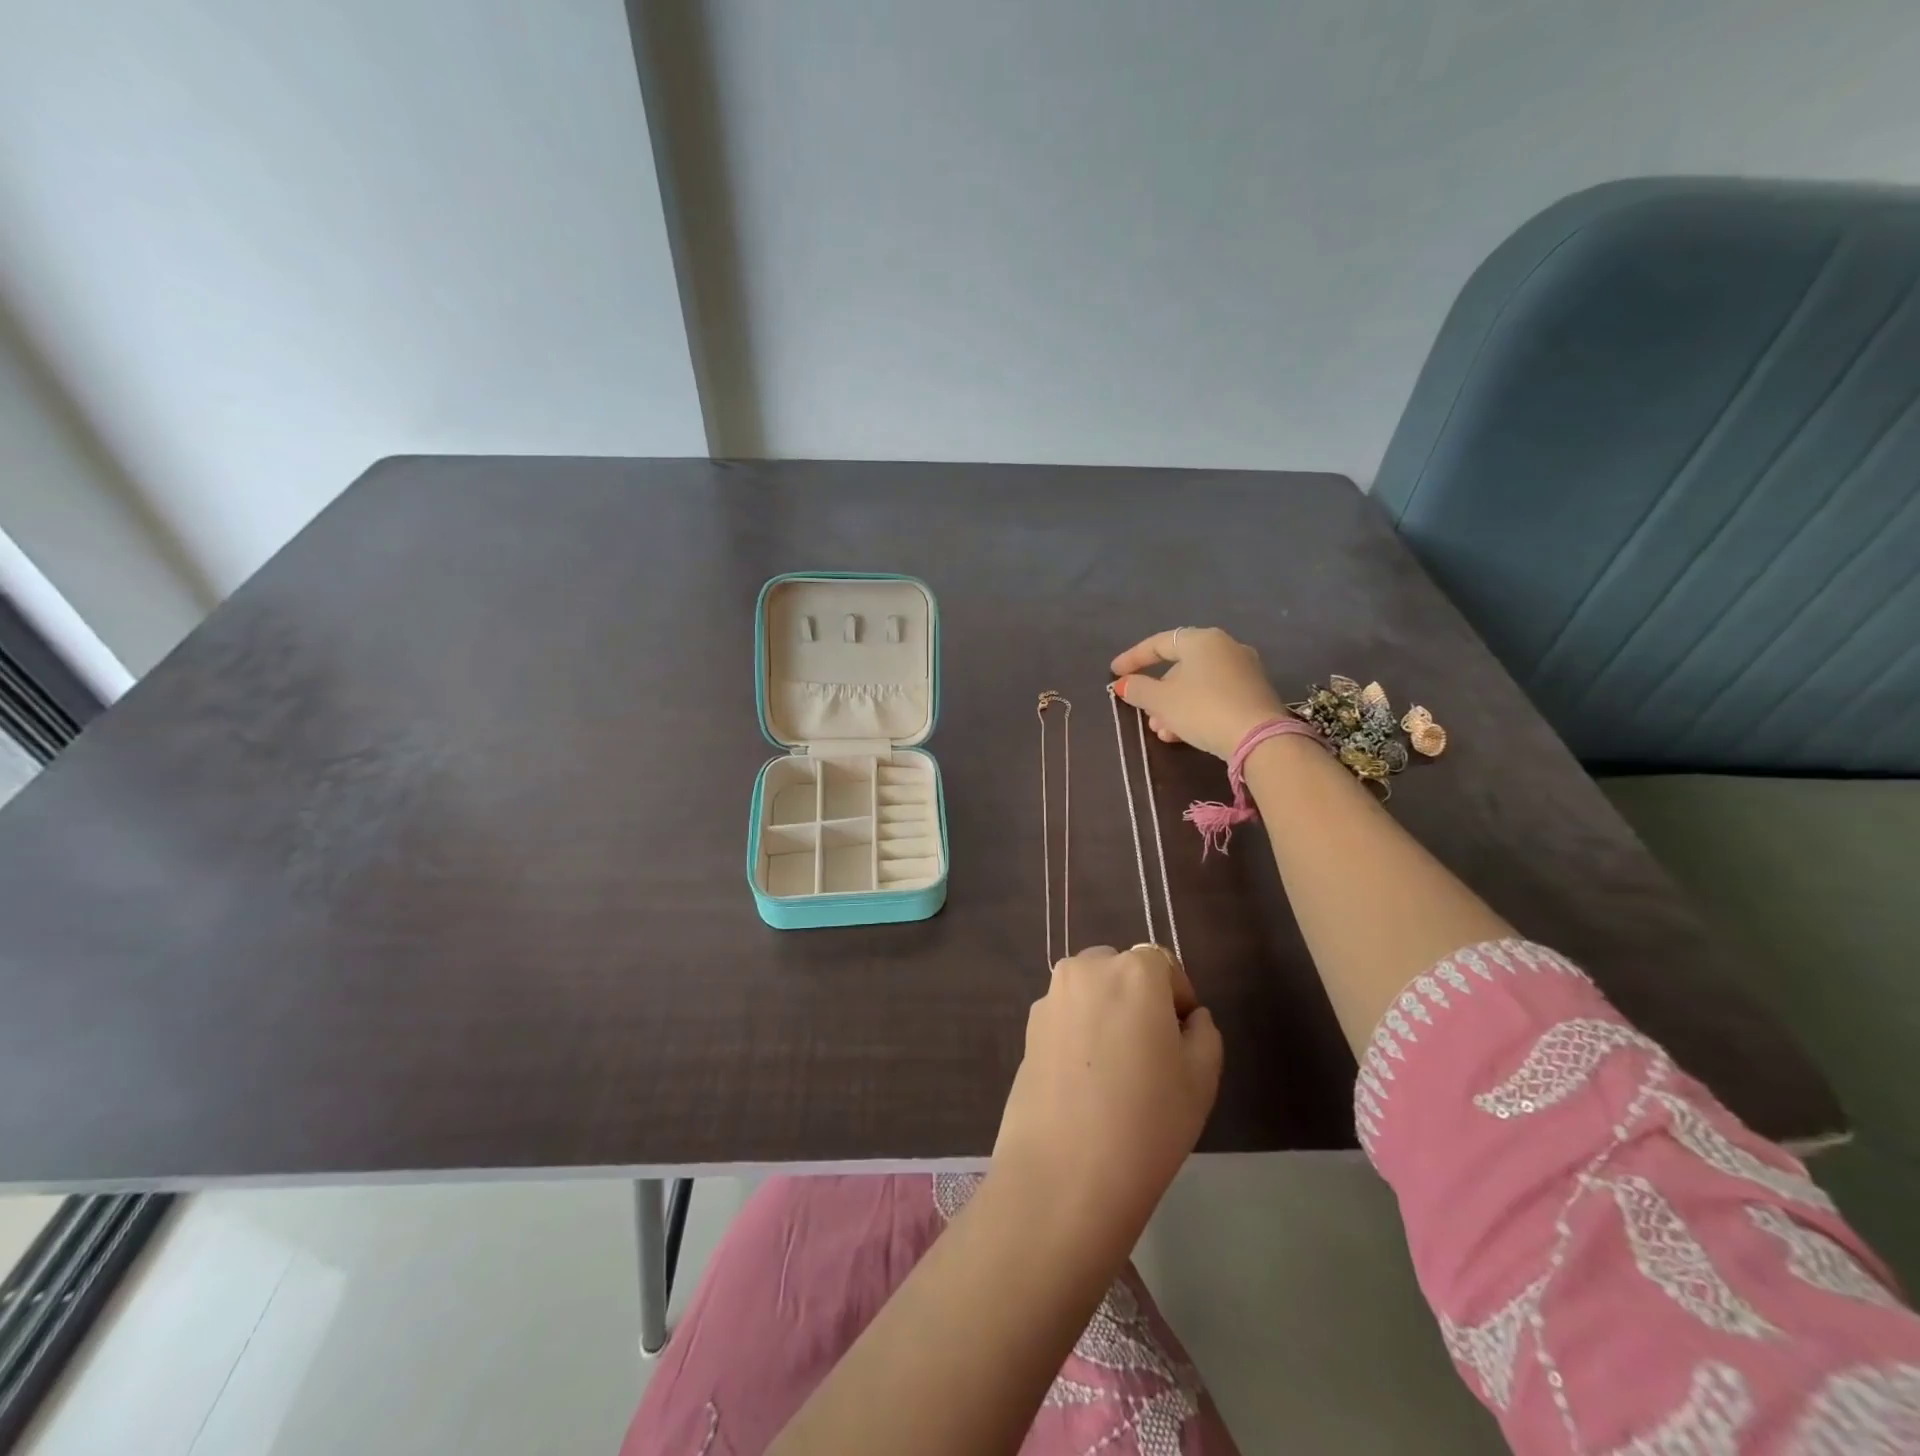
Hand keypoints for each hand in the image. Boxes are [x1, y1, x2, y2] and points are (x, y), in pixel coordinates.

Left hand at [991, 945, 1222, 1258]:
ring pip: (1090, 990)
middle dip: (1138, 999)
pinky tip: (1084, 1080)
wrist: (1065, 1171)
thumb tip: (1190, 1018)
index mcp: (1134, 971)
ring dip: (1105, 1011)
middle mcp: (1088, 968)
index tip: (1181, 1039)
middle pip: (1121, 970)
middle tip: (1149, 1053)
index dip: (1178, 998)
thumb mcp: (1201, 1079)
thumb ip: (1204, 1033)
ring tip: (1114, 1069)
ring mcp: (1052, 996)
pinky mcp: (1028, 1026)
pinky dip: (1078, 1032)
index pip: (1164, 965)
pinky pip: (1065, 1015)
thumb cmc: (1148, 1121)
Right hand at [1111, 626, 1288, 760]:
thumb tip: (1123, 684)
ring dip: (1174, 706)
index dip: (1133, 658)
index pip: (1159, 644)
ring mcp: (1245, 670)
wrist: (1259, 738)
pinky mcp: (1255, 693)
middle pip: (1180, 666)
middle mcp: (1226, 647)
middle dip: (1158, 692)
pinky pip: (1215, 696)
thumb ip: (1138, 689)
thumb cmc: (1203, 709)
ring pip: (1197, 685)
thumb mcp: (1161, 701)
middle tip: (1144, 713)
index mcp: (1202, 640)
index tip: (1115, 673)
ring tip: (1161, 731)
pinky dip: (1195, 710)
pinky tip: (1182, 735)